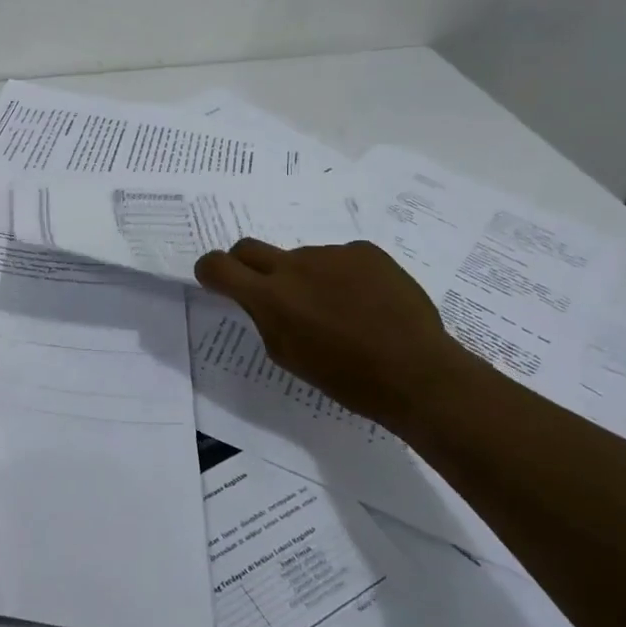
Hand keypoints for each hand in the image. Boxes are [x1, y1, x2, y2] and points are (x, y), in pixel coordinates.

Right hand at [194, 239, 473, 429]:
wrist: (416, 371)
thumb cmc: (346, 378)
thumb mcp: (288, 356)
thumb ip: (266, 319)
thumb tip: (262, 299)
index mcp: (270, 297)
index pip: (218, 266)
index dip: (209, 270)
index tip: (215, 281)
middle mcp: (294, 265)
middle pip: (250, 248)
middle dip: (246, 265)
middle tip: (267, 292)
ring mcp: (332, 253)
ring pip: (302, 258)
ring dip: (306, 278)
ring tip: (339, 311)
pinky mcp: (365, 251)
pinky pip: (340, 258)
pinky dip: (342, 276)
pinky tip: (366, 303)